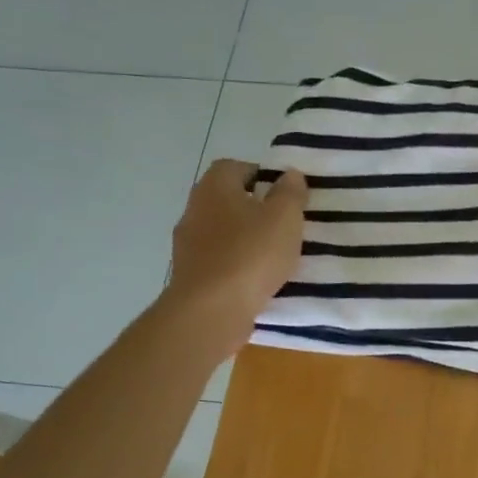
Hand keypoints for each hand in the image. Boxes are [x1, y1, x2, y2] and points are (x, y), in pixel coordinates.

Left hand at [167, 160, 307, 346]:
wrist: (211, 310)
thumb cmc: (251, 255)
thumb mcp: (284, 218)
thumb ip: (290, 193)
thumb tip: (290, 174)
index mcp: (214, 188)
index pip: (233, 167)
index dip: (259, 174)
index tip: (284, 193)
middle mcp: (194, 210)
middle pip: (226, 199)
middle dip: (254, 208)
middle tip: (284, 223)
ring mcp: (187, 245)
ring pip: (222, 231)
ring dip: (244, 238)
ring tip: (274, 254)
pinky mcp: (190, 275)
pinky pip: (218, 260)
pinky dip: (236, 264)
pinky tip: (257, 279)